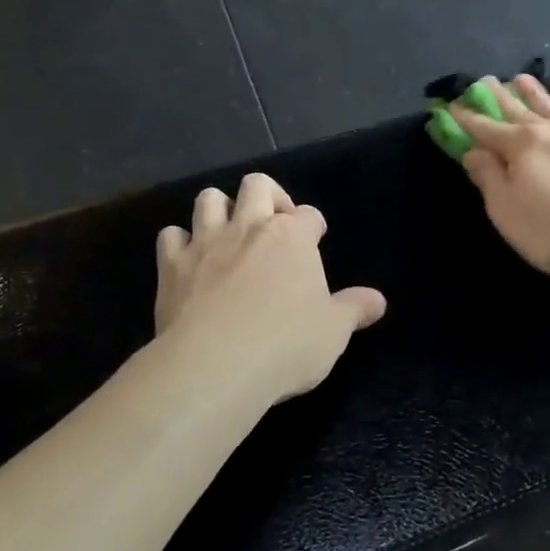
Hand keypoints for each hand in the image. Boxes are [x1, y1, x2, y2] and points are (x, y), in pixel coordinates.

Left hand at [155, 173, 386, 402]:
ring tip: (229, 233)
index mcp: (293, 237)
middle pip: (257, 185)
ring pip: (209, 199)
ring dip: (220, 208)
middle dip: (268, 196)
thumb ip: (355, 309)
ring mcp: (206, 243)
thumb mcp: (333, 331)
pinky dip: (180, 242)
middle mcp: (249, 227)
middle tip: (274, 225)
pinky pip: (170, 235)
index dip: (313, 226)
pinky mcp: (171, 265)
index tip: (315, 242)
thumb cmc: (287, 344)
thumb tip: (379, 301)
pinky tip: (188, 260)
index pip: (309, 215)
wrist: (217, 364)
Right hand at [452, 74, 549, 280]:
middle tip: (484, 81)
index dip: (466, 119)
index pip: (485, 128)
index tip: (452, 107)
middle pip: (517, 110)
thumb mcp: (506, 210)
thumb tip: (473, 152)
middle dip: (498, 97)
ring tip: (521, 78)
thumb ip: (488, 178)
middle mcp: (549, 131)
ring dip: (534, 93)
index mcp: (520, 146)